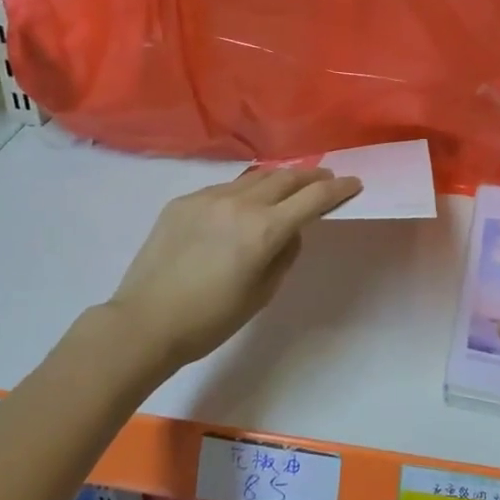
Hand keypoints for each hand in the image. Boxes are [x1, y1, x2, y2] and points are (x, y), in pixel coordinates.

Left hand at [105, 166, 362, 369]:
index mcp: (264, 230)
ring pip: (254, 178)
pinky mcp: (183, 201)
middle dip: (311, 177)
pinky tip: (242, 206)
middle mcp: (239, 204)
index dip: (338, 190)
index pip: (313, 198)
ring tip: (290, 183)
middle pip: (286, 178)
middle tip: (326, 178)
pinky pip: (223, 189)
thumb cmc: (211, 320)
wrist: (145, 322)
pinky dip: (243, 193)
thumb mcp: (262, 293)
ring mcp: (208, 198)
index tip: (354, 183)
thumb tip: (290, 230)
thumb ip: (284, 253)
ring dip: (278, 179)